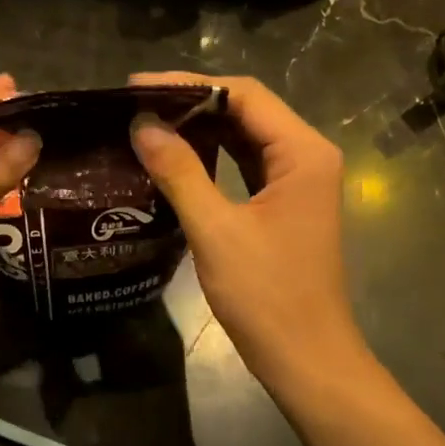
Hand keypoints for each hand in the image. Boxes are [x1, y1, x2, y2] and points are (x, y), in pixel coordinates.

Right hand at [129, 72, 367, 386]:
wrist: (307, 361)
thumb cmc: (267, 296)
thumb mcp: (216, 231)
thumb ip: (180, 172)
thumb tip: (142, 125)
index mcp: (302, 152)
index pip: (244, 94)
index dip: (189, 84)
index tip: (138, 87)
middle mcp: (307, 155)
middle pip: (246, 109)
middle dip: (192, 103)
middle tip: (136, 104)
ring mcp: (299, 179)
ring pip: (245, 135)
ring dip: (200, 127)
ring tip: (148, 123)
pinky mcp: (286, 202)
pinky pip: (246, 162)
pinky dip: (212, 154)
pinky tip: (176, 155)